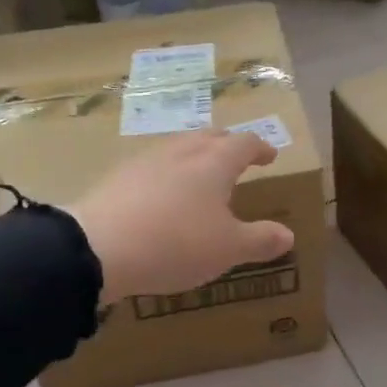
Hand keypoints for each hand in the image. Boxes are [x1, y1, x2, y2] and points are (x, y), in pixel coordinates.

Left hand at [70, 131, 293, 304]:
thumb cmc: (177, 243)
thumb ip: (260, 240)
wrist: (98, 248)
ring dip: (195, 156)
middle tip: (237, 157)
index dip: (260, 148)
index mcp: (214, 163)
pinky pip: (152, 168)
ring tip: (200, 175)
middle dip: (227, 145)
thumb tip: (287, 235)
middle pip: (209, 137)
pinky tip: (162, 196)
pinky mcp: (117, 179)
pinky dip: (167, 175)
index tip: (270, 155)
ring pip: (177, 149)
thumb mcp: (228, 249)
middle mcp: (181, 153)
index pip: (244, 143)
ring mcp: (145, 162)